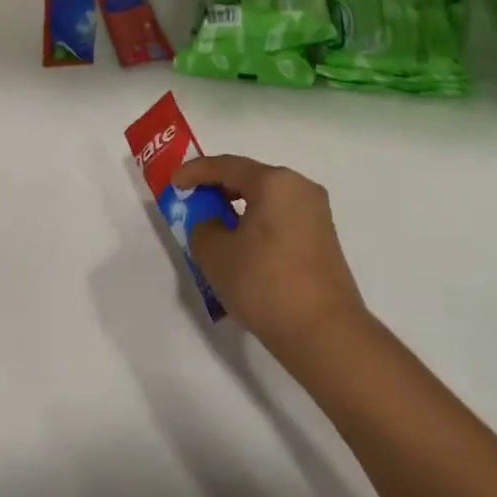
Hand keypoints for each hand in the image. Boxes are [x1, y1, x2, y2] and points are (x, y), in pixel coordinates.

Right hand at [172, 155, 367, 361]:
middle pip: (251, 178)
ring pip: (267, 200)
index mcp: (275, 182)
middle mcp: (300, 188)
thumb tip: (213, 224)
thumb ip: (203, 228)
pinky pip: (281, 218)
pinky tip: (242, 246)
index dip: (195, 172)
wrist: (322, 331)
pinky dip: (257, 224)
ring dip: (238, 208)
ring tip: (214, 227)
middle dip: (218, 188)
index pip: (226, 166)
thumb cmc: (264, 283)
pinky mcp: (323, 238)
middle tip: (192, 202)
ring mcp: (316, 214)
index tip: (173, 183)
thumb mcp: (215, 254)